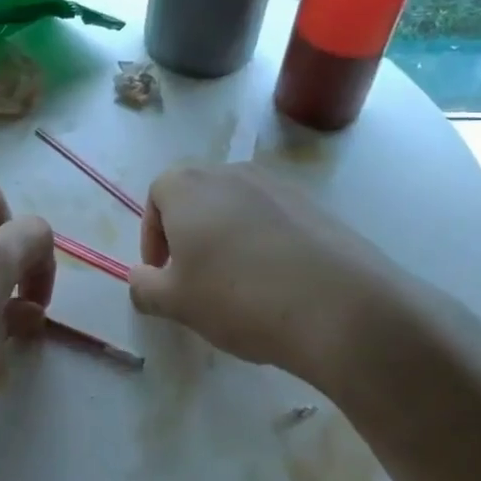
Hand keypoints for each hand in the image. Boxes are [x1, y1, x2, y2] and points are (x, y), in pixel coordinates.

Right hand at [128, 162, 435, 389]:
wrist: (340, 307)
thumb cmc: (238, 297)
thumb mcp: (175, 302)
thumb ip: (144, 287)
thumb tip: (141, 279)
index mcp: (188, 186)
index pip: (157, 195)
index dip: (153, 236)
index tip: (162, 274)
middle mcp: (231, 173)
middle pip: (197, 196)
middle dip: (189, 234)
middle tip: (195, 279)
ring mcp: (278, 185)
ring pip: (237, 208)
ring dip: (228, 238)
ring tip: (238, 285)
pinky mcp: (316, 206)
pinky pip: (274, 220)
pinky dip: (265, 244)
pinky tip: (277, 285)